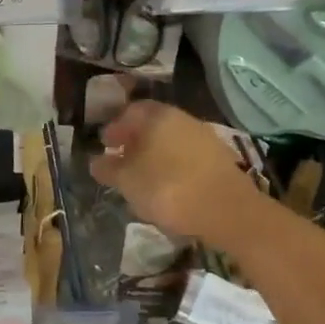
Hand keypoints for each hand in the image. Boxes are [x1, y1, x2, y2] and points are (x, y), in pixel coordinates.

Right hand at [89, 100, 258, 242]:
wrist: (228, 212)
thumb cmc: (168, 189)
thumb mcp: (127, 181)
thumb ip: (108, 169)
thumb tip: (96, 161)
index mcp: (157, 116)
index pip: (130, 111)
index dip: (114, 127)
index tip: (105, 145)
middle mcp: (182, 119)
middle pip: (152, 126)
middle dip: (134, 142)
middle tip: (121, 161)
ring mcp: (204, 138)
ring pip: (170, 142)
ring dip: (154, 156)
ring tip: (142, 179)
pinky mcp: (220, 160)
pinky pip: (187, 158)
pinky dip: (173, 167)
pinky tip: (168, 188)